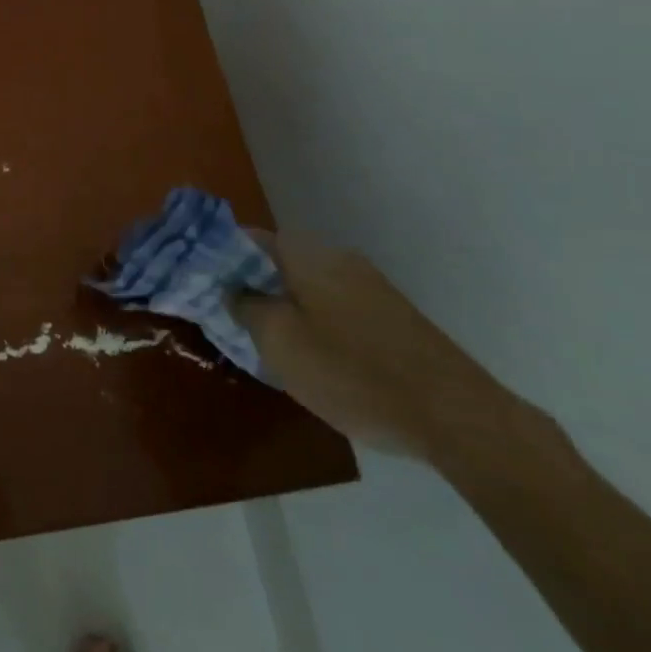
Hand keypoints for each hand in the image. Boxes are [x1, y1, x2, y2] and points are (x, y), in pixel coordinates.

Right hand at [230, 231, 517, 460]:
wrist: (455, 415)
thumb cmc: (354, 373)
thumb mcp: (280, 343)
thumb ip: (244, 307)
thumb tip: (230, 288)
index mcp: (304, 253)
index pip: (243, 237)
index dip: (214, 256)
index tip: (195, 282)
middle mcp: (334, 255)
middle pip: (273, 258)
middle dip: (245, 282)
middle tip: (223, 316)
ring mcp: (365, 282)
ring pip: (302, 282)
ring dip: (277, 303)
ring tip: (259, 340)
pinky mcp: (386, 311)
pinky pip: (329, 302)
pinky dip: (308, 318)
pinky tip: (307, 354)